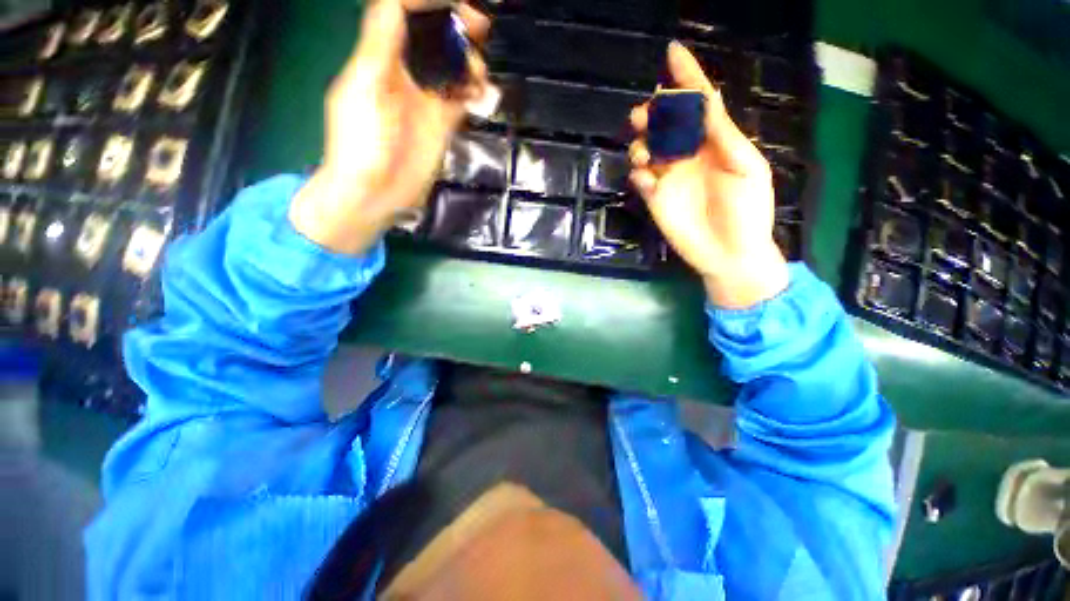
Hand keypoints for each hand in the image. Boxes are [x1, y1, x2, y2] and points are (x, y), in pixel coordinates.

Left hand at [290, 0, 490, 254]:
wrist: (376, 192)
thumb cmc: (361, 142)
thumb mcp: (365, 88)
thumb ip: (380, 46)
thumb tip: (396, 3)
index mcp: (380, 57)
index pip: (403, 14)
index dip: (428, 4)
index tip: (457, 8)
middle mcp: (405, 73)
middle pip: (433, 38)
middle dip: (456, 28)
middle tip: (479, 30)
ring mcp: (425, 100)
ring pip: (452, 68)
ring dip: (469, 64)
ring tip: (479, 74)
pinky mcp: (441, 124)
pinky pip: (462, 100)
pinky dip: (474, 94)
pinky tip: (483, 96)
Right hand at [629, 42, 788, 308]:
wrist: (730, 253)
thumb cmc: (748, 211)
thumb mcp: (746, 168)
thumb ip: (724, 137)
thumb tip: (705, 101)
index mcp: (715, 143)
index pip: (699, 103)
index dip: (687, 77)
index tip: (672, 52)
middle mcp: (689, 155)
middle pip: (665, 124)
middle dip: (653, 114)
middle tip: (645, 117)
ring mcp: (670, 177)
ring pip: (647, 149)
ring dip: (641, 144)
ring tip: (645, 153)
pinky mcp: (655, 199)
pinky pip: (640, 179)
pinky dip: (639, 175)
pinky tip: (649, 182)